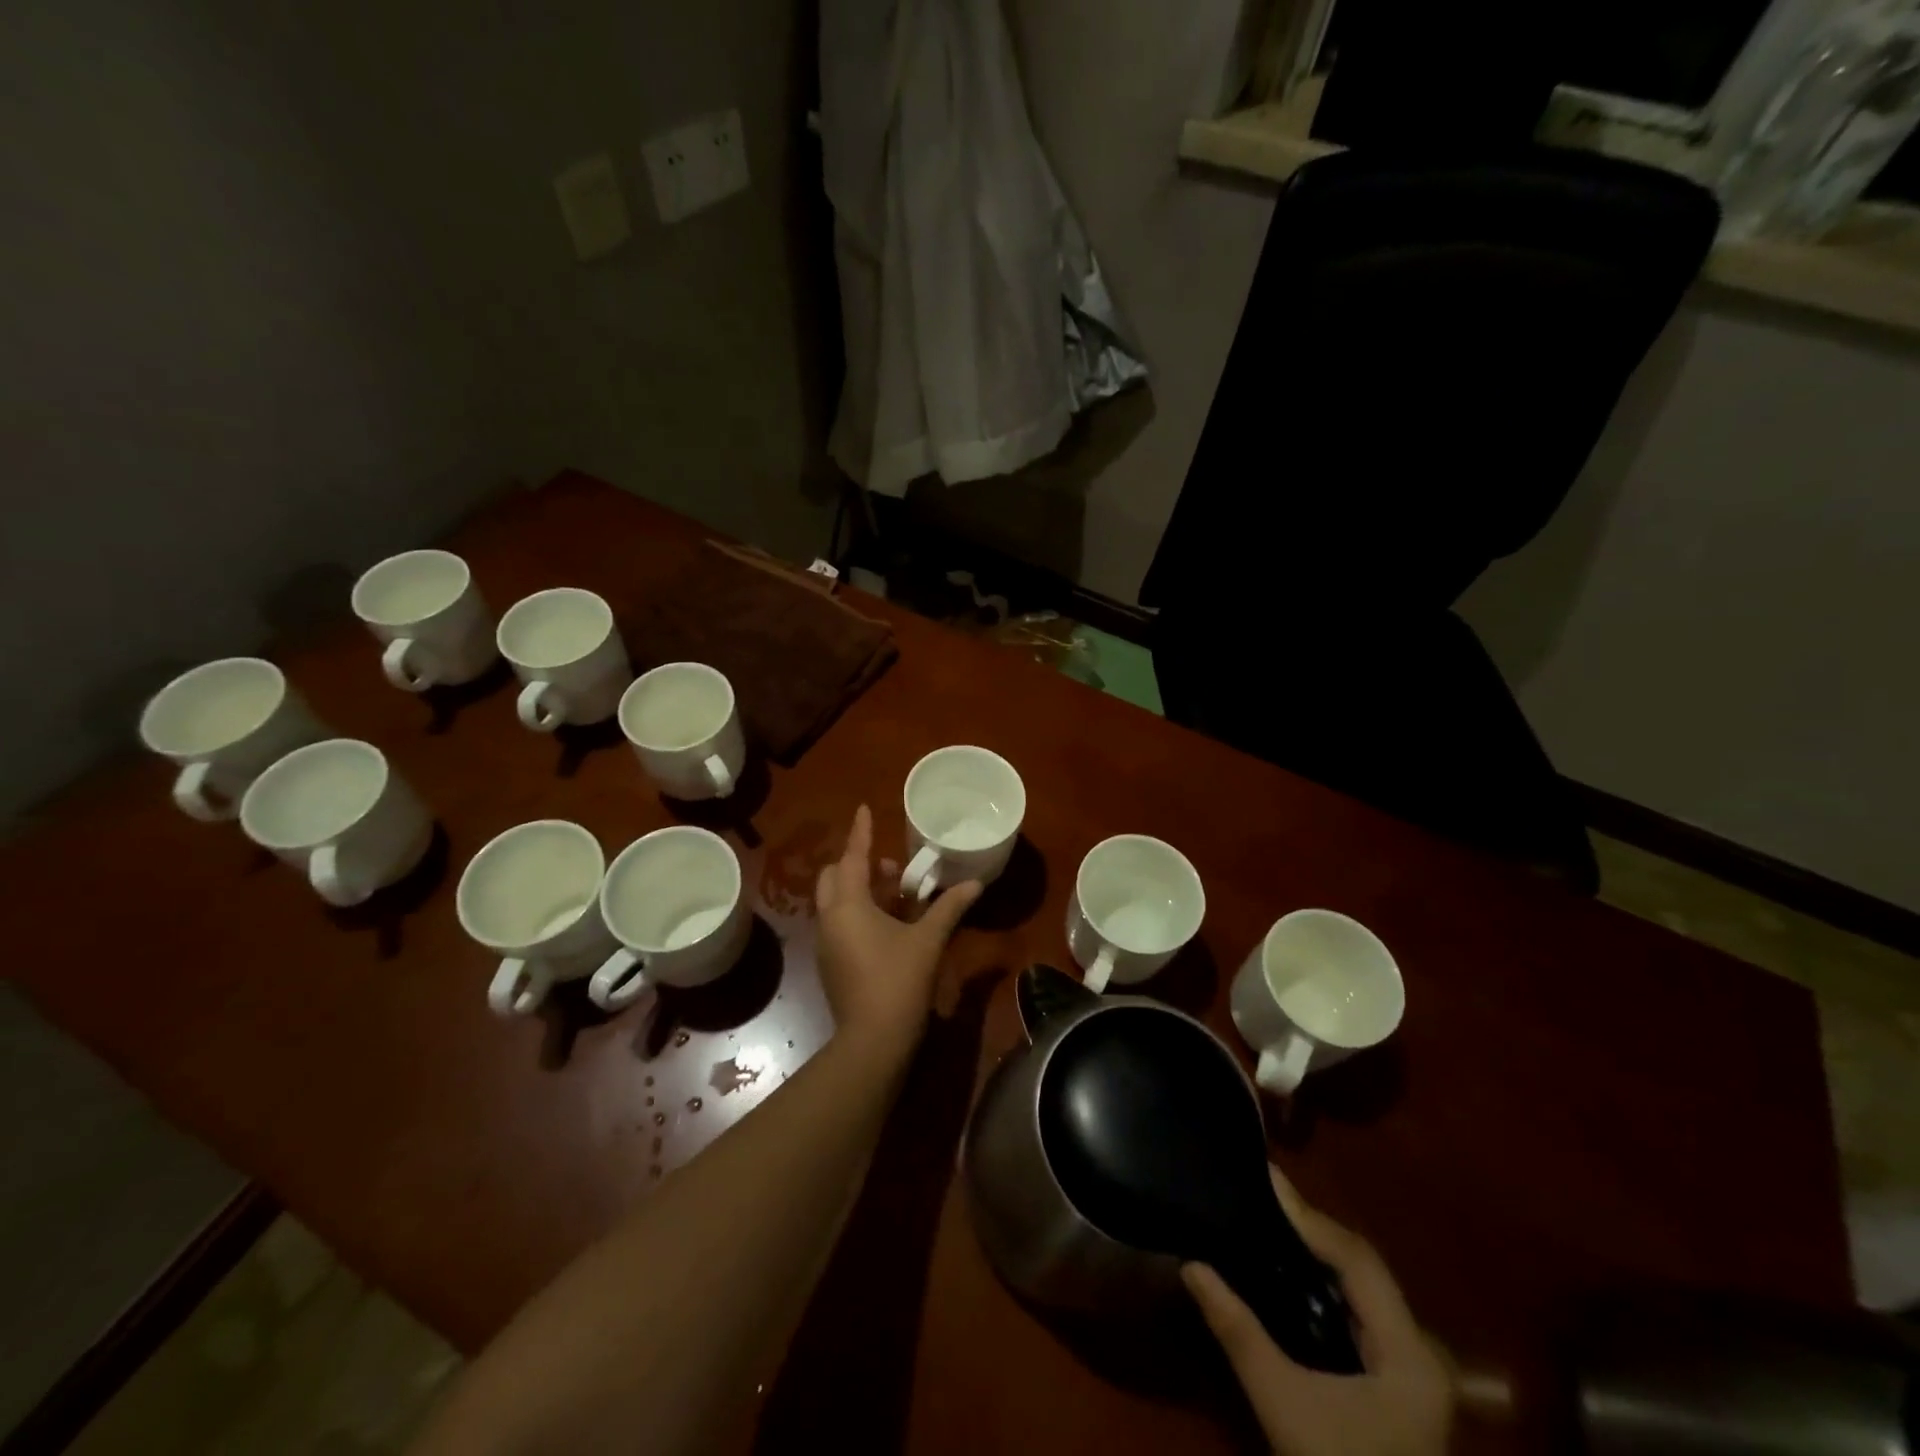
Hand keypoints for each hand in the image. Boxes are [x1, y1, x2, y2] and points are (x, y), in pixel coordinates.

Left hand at [815, 805, 980, 1061]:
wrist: (872, 1040)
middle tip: (895, 872)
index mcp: (848, 905)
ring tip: (898, 897)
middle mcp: (829, 918)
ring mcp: (826, 942)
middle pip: (835, 876)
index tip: (863, 808)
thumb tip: (975, 885)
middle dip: (860, 865)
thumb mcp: (928, 940)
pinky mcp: (829, 962)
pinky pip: (839, 921)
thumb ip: (949, 908)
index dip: (861, 832)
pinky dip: (857, 911)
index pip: (853, 857)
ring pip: (836, 900)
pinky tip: (888, 925)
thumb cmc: (899, 981)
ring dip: (860, 889)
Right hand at [1184, 1166, 1453, 1455]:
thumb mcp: (1282, 1403)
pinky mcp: (1400, 1381)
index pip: (1356, 1259)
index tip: (1268, 1177)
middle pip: (1364, 1266)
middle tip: (1265, 1192)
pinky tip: (1298, 1268)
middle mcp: (1421, 1349)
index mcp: (1408, 1352)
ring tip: (1274, 1216)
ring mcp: (1416, 1367)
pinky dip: (1330, 1280)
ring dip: (1321, 1250)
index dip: (1310, 1216)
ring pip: (1366, 1286)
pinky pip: (1364, 1309)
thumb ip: (1238, 1331)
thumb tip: (1191, 1265)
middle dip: (1313, 1226)